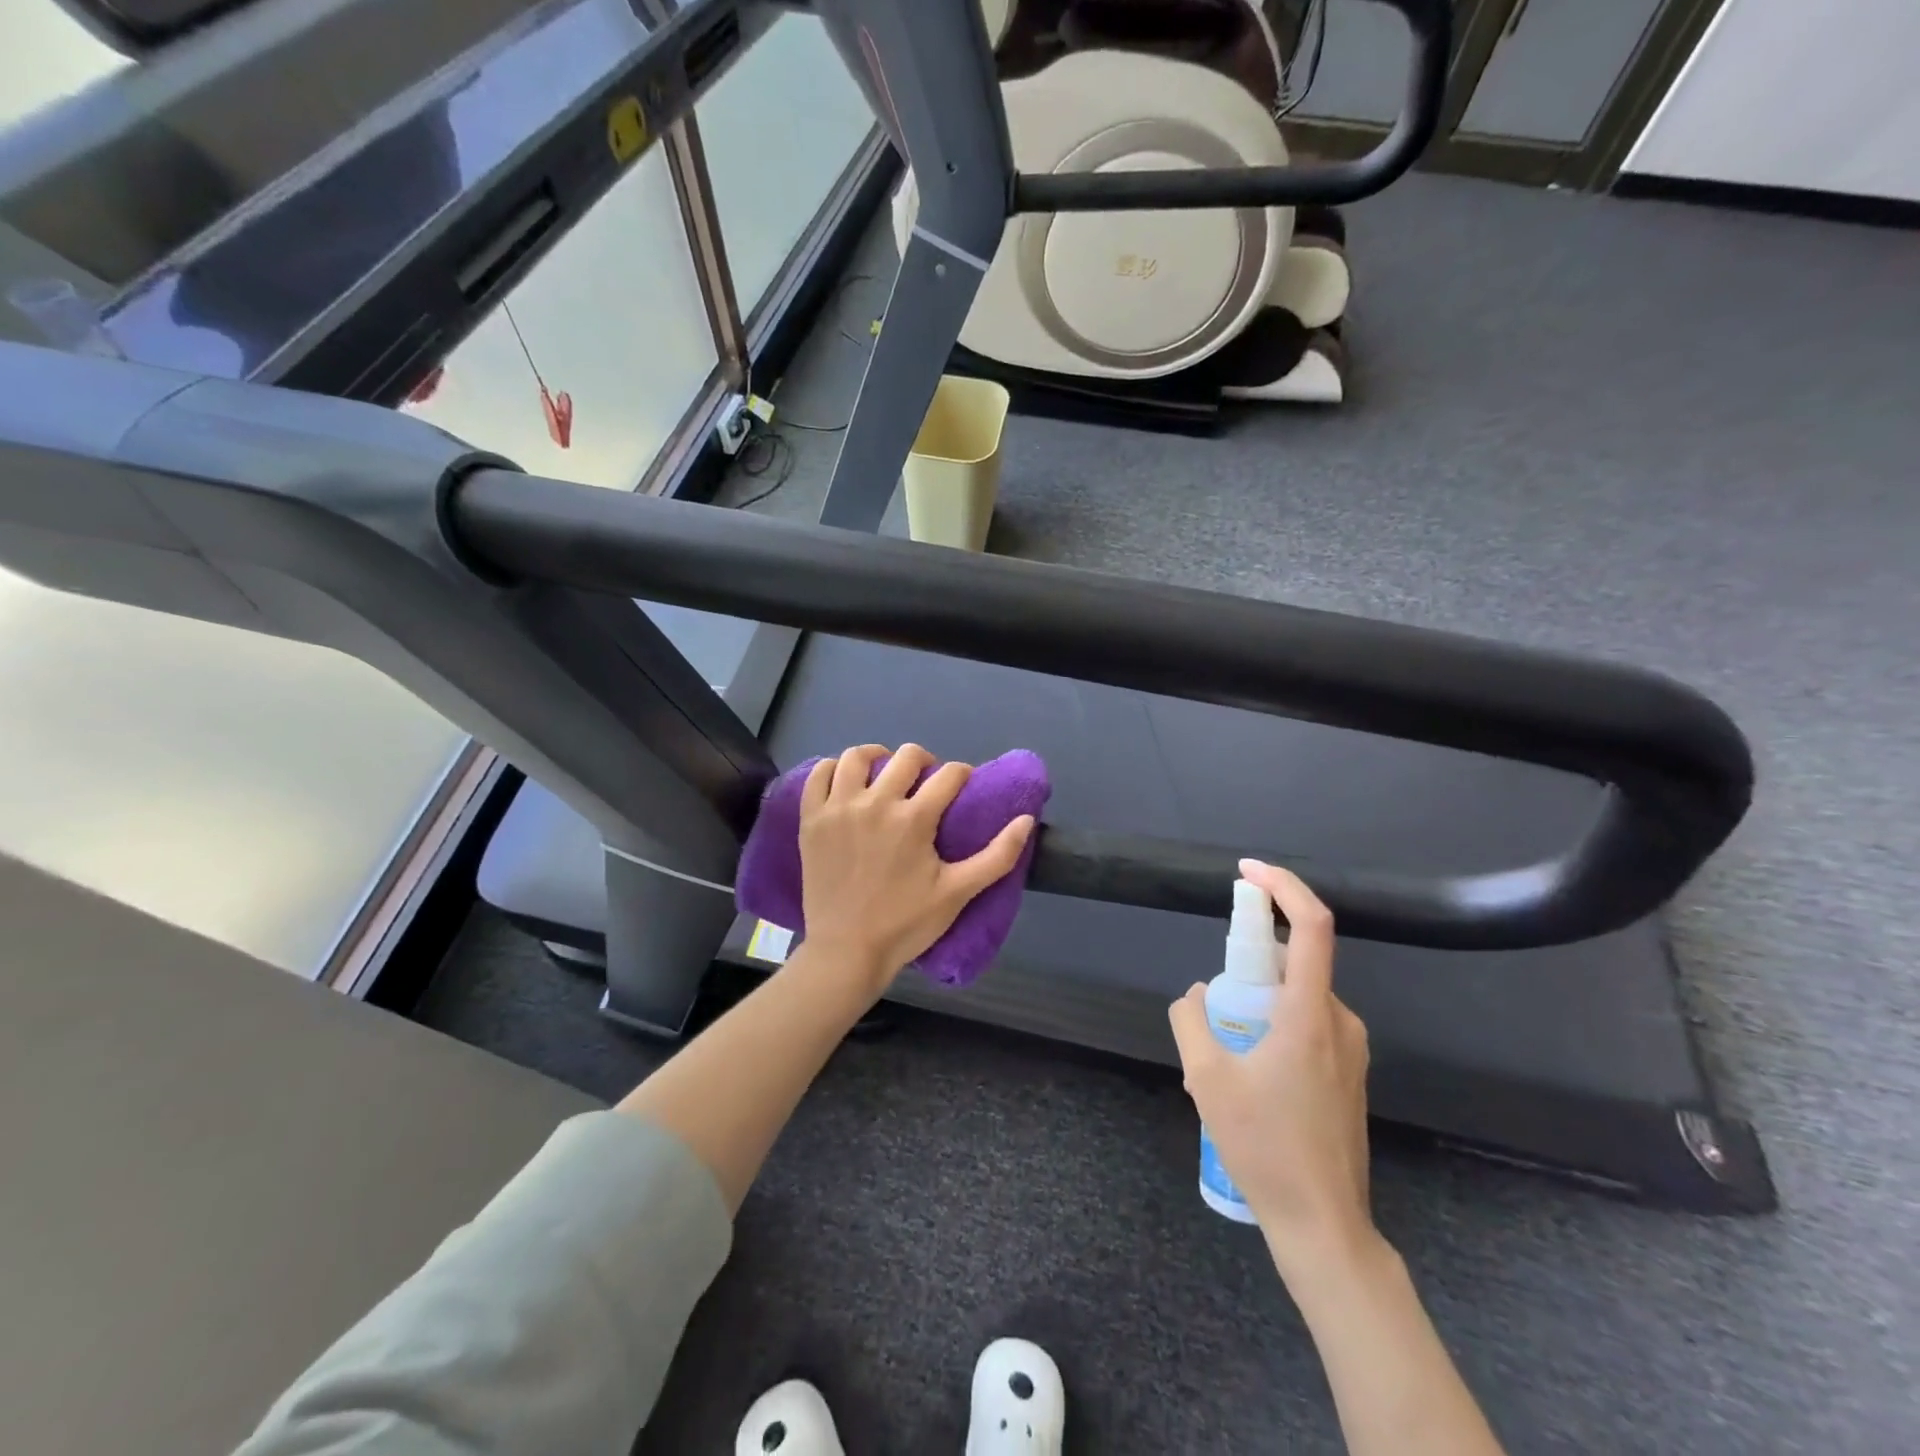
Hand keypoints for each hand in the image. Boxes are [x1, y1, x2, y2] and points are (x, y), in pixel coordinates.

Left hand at [798, 744, 1034, 995]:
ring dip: (878, 757)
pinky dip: (834, 769)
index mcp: (914, 818)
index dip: (962, 775)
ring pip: (858, 756)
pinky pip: (819, 775)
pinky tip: (847, 782)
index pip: (948, 775)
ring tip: (885, 773)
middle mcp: (875, 803)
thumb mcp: (959, 893)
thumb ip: (998, 856)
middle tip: (926, 783)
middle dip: (925, 762)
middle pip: (906, 756)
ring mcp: (839, 808)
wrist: (846, 952)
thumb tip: (1026, 819)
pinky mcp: (811, 819)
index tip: (962, 787)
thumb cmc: (906, 924)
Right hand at [1169, 859, 1374, 1278]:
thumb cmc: (1265, 1147)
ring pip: (1297, 999)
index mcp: (1310, 1014)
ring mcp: (1351, 1050)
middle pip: (1295, 963)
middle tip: (1212, 1005)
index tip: (1248, 871)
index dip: (1283, 887)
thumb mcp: (1206, 1078)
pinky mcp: (1350, 1074)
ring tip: (1221, 1057)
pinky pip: (1307, 1026)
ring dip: (1256, 1005)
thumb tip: (1197, 994)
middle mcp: (1341, 1022)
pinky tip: (1247, 1077)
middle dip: (1248, 967)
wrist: (1324, 1225)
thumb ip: (1191, 1020)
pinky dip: (1273, 1027)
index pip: (1312, 926)